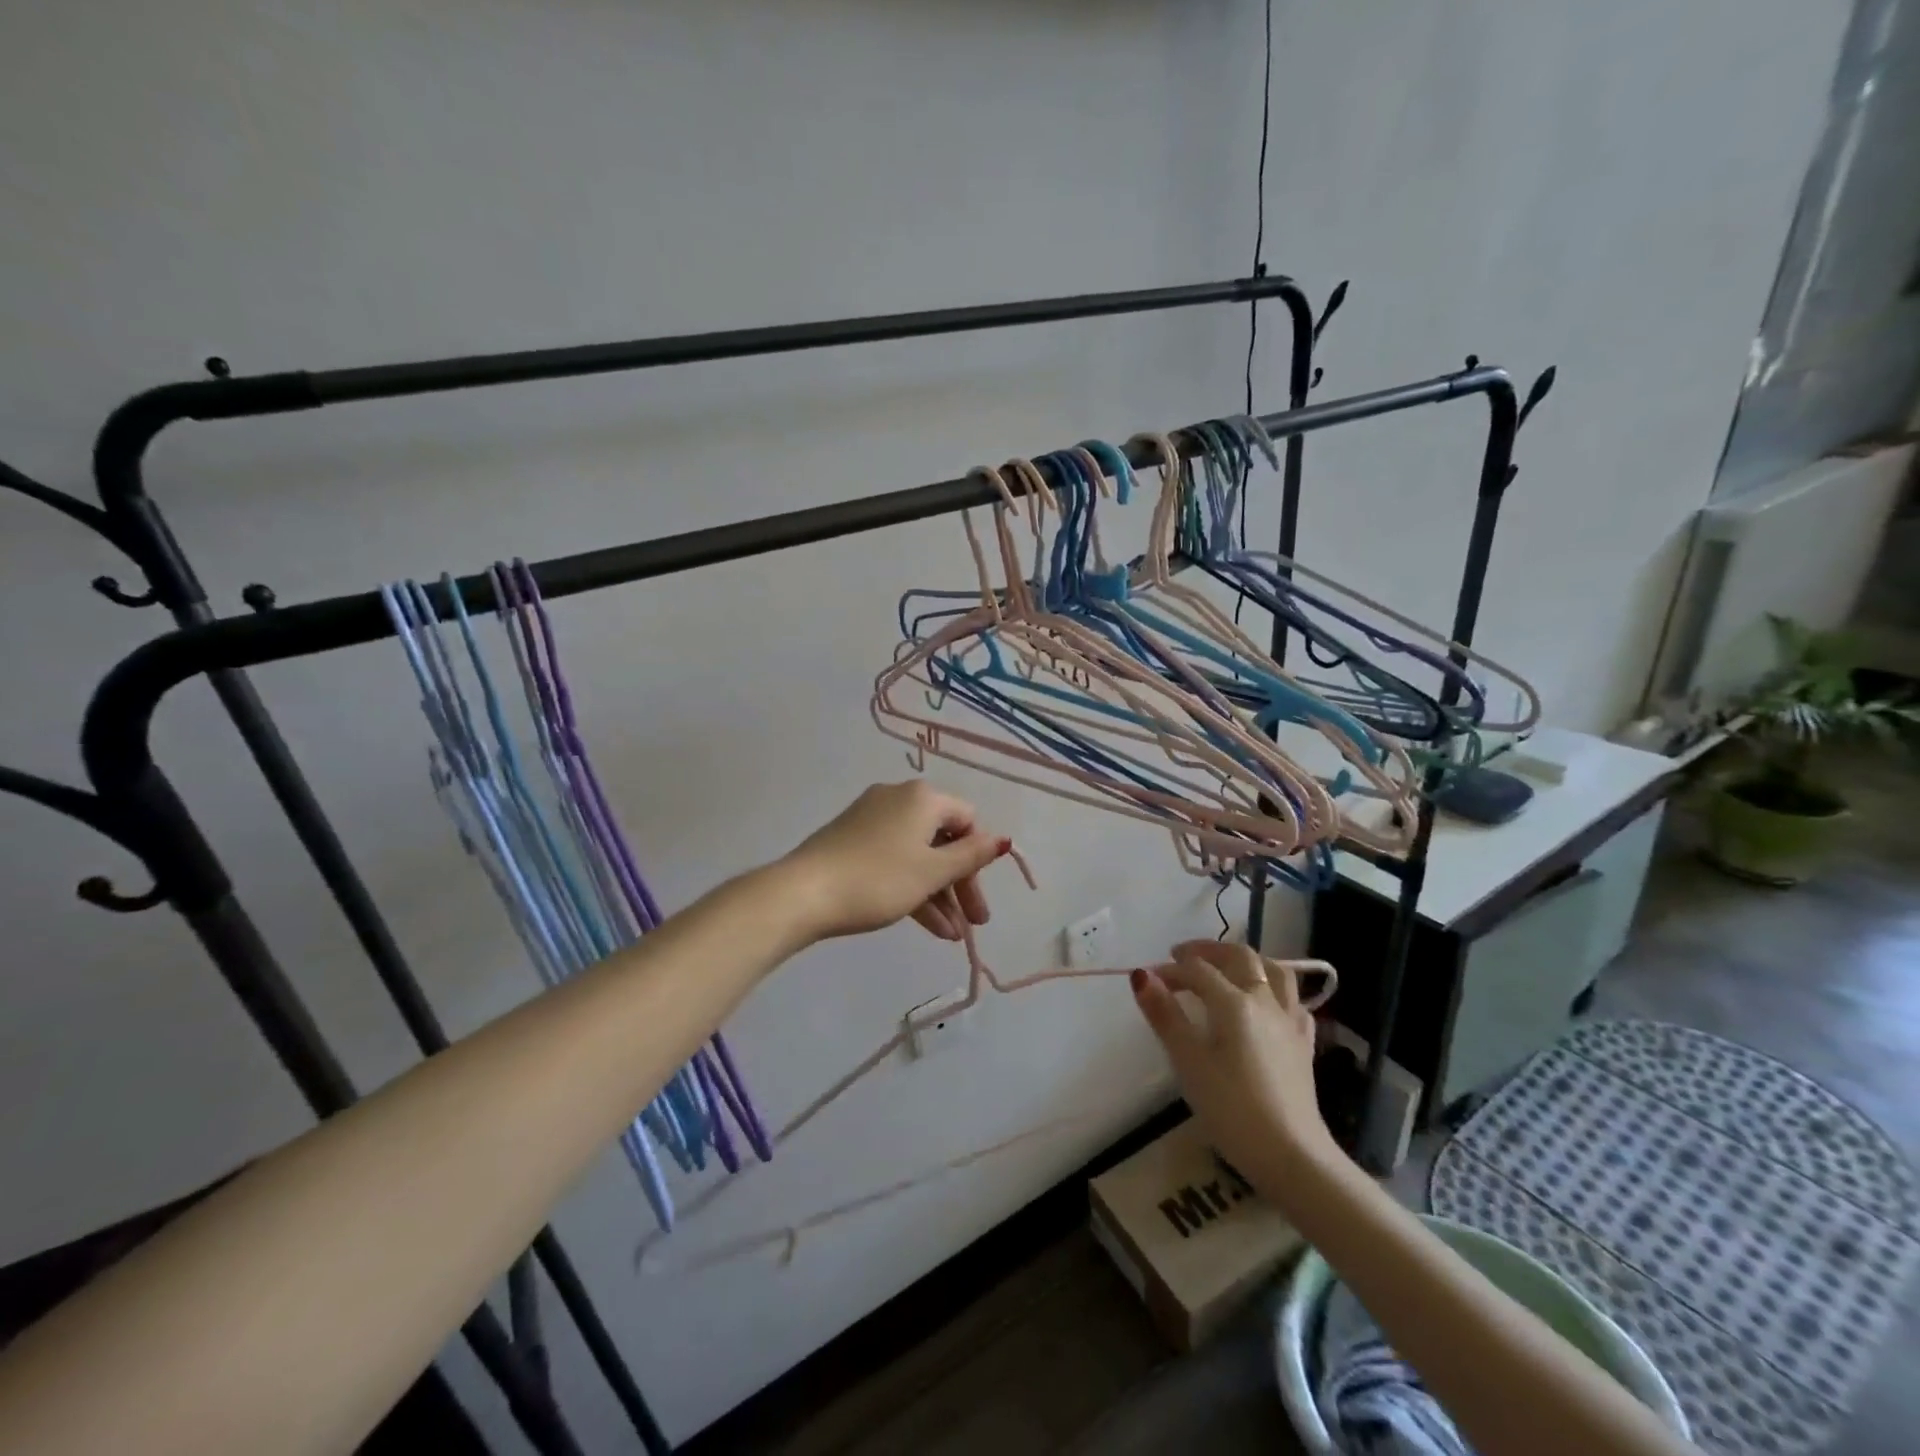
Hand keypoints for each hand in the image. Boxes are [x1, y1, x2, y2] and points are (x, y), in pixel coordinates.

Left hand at [781, 781, 1008, 942]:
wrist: (803, 893)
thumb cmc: (878, 879)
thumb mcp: (931, 872)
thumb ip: (971, 856)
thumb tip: (1003, 839)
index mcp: (922, 798)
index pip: (967, 820)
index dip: (979, 859)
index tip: (978, 897)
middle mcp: (898, 798)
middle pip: (943, 839)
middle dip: (960, 883)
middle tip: (974, 923)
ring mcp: (872, 818)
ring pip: (918, 854)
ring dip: (938, 893)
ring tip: (951, 935)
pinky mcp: (852, 840)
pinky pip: (894, 860)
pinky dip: (912, 887)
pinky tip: (927, 925)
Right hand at [1132, 941, 1339, 1175]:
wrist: (1292, 1156)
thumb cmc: (1231, 1109)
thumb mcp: (1188, 1061)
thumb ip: (1165, 1015)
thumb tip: (1141, 976)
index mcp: (1234, 1002)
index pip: (1197, 971)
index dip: (1170, 971)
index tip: (1149, 981)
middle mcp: (1265, 1001)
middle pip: (1240, 957)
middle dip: (1208, 950)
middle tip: (1182, 956)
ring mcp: (1290, 1022)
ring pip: (1275, 971)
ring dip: (1247, 960)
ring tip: (1227, 967)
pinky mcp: (1304, 1044)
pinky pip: (1292, 1001)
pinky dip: (1274, 990)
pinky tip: (1265, 1004)